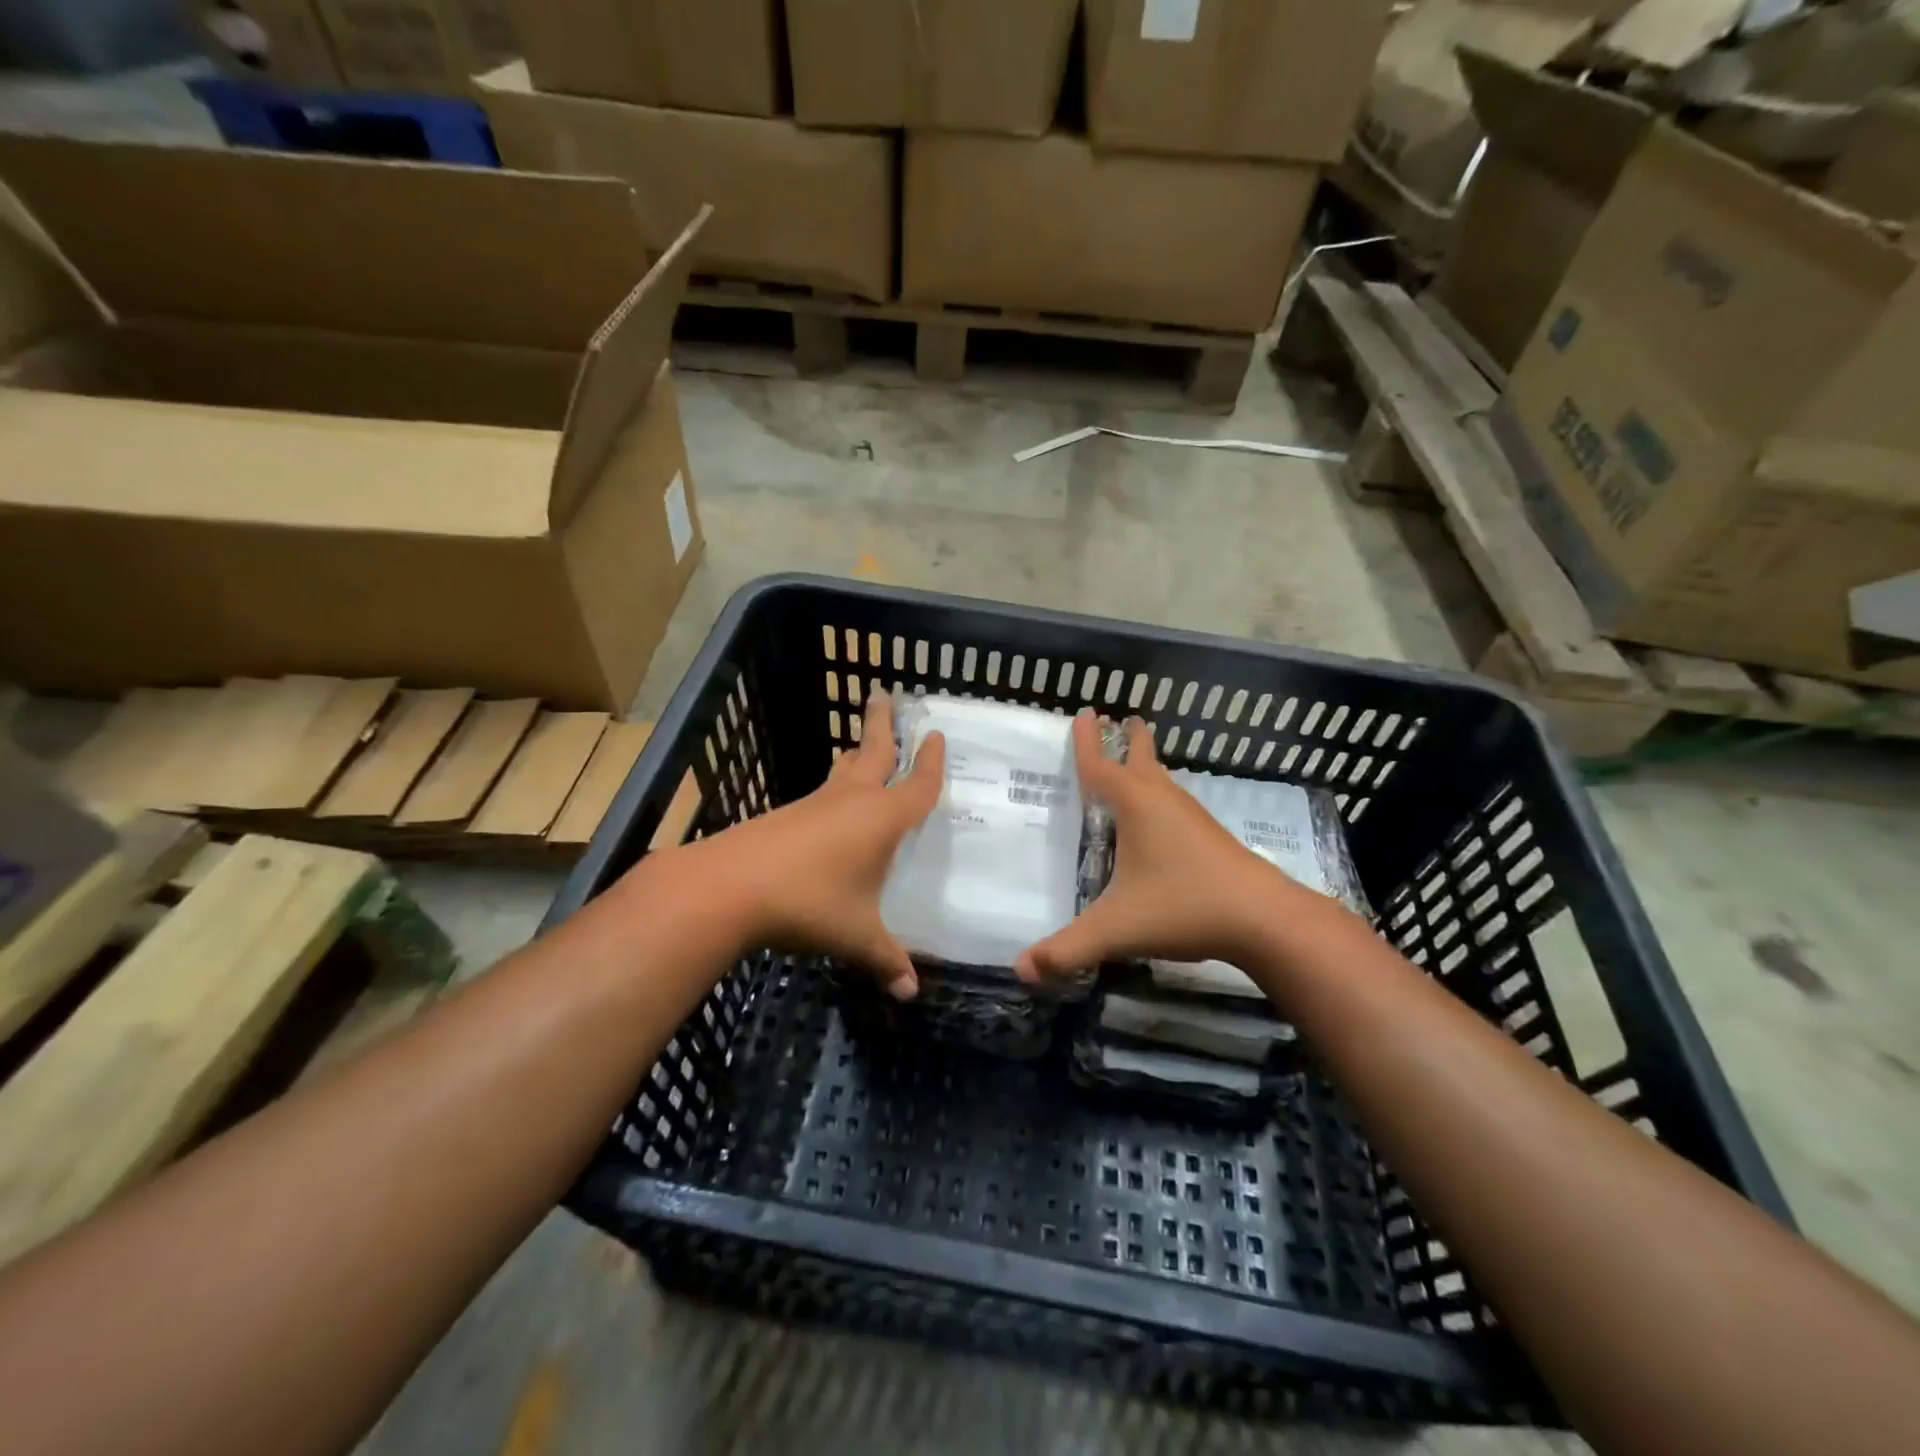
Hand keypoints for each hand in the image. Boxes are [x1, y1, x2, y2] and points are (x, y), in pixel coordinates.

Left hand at [684, 687, 944, 999]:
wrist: (728, 887)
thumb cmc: (808, 903)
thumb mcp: (855, 936)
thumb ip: (886, 959)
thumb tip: (910, 992)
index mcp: (881, 818)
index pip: (917, 785)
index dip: (932, 763)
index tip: (938, 735)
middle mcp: (850, 801)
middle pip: (873, 752)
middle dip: (883, 724)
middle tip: (884, 694)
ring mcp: (814, 805)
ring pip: (841, 770)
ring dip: (855, 754)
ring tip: (860, 745)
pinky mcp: (785, 817)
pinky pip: (820, 795)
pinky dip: (832, 788)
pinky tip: (828, 808)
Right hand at [1015, 709, 1316, 982]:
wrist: (1264, 918)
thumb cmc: (1184, 906)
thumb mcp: (1116, 929)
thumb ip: (1067, 950)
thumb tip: (1020, 970)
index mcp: (1136, 806)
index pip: (1100, 767)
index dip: (1088, 743)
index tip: (1086, 712)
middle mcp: (1163, 801)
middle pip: (1141, 759)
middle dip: (1128, 740)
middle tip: (1120, 719)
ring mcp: (1192, 817)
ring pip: (1163, 780)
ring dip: (1146, 764)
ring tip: (1134, 760)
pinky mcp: (1210, 837)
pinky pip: (1175, 803)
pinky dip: (1160, 794)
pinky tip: (1161, 817)